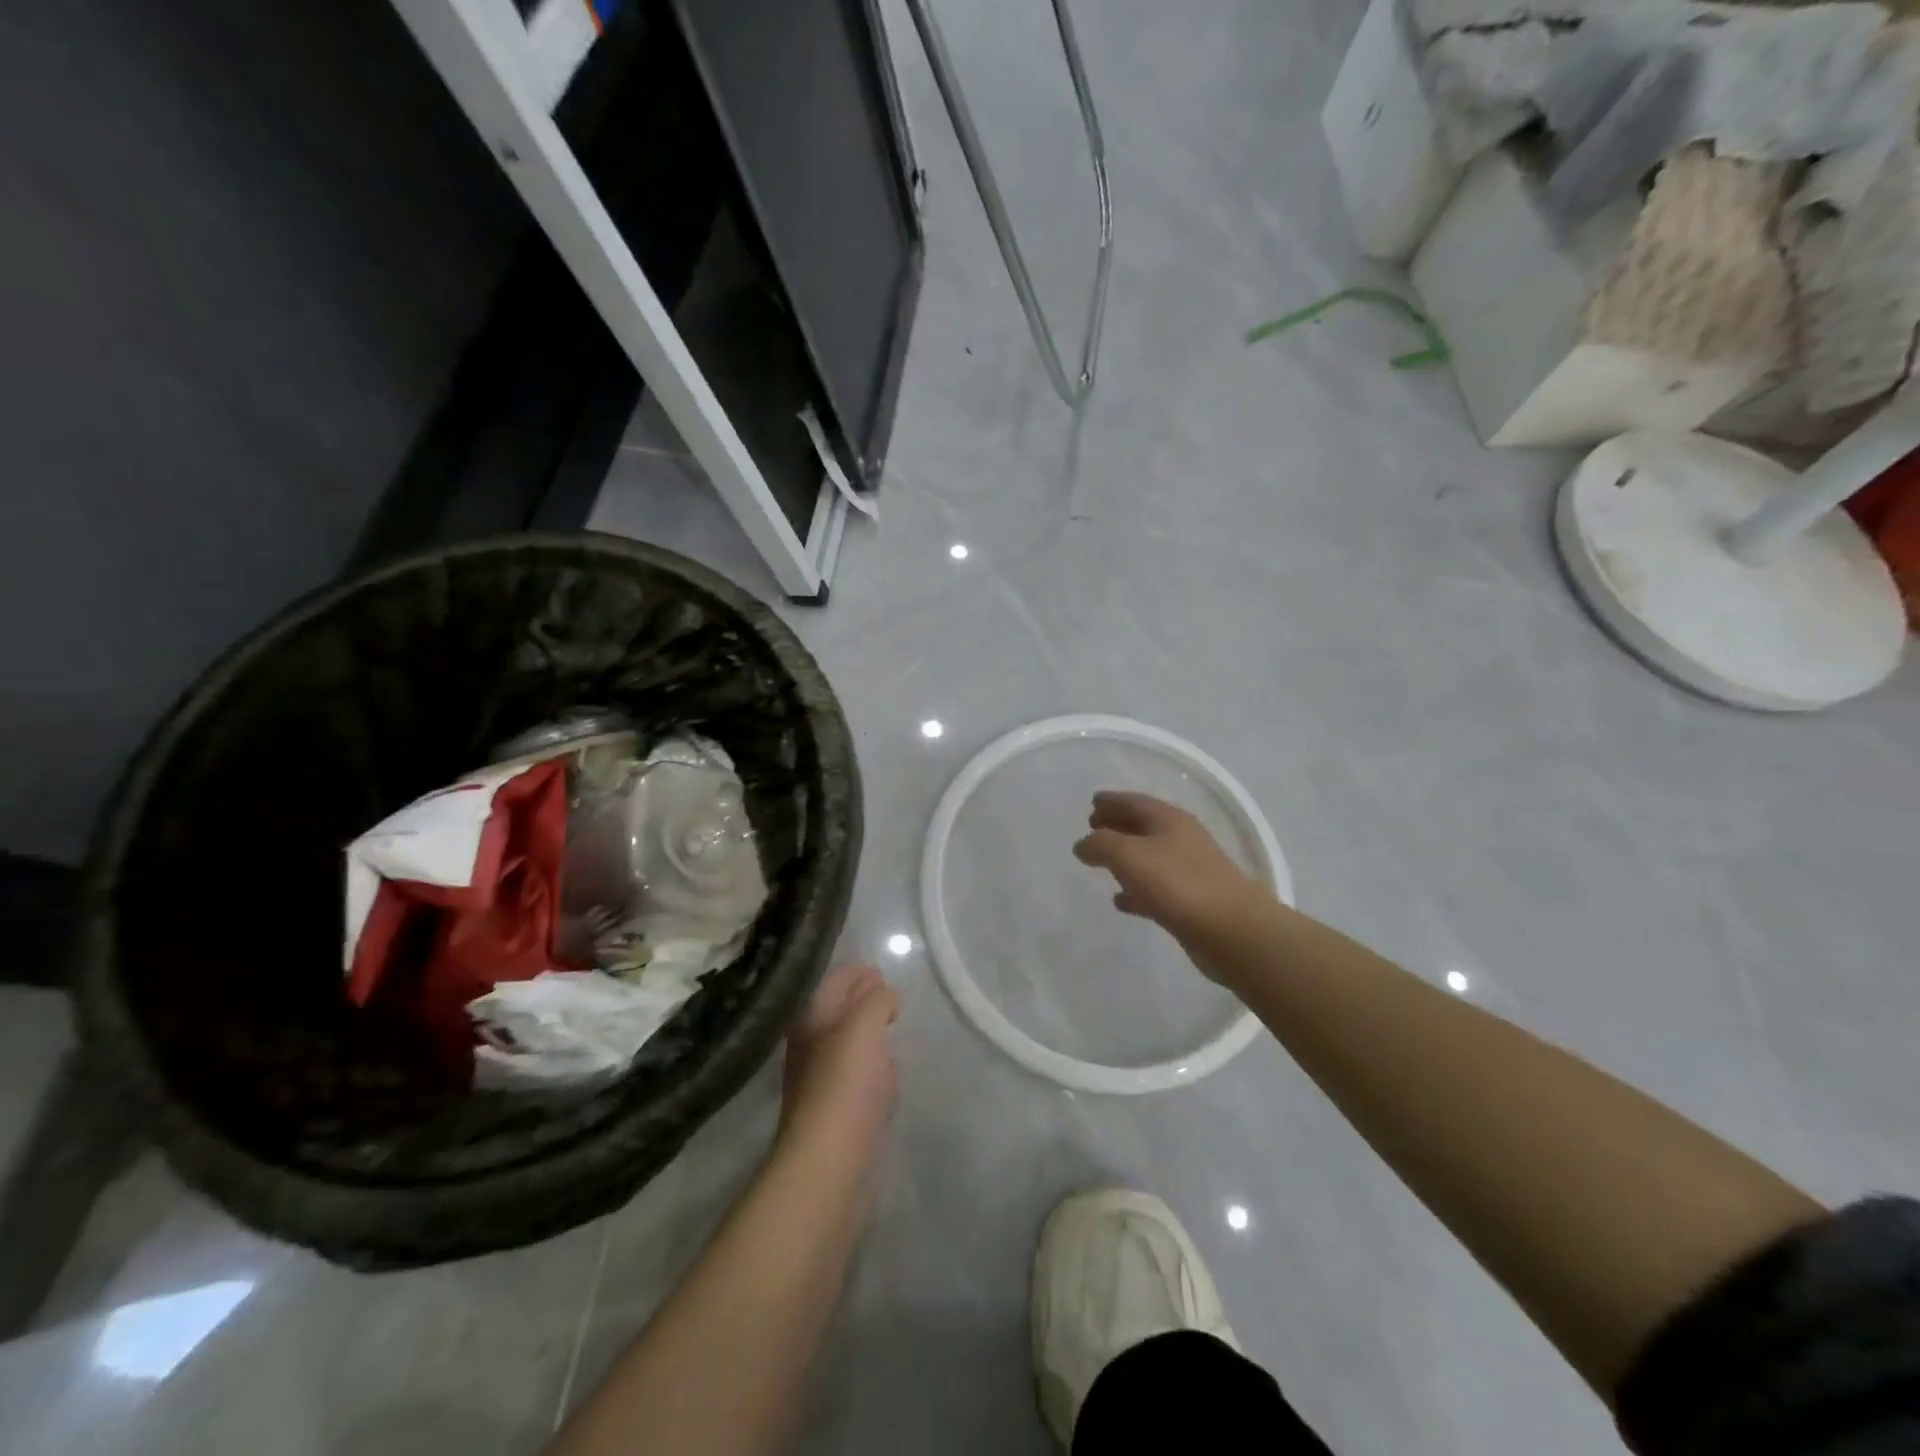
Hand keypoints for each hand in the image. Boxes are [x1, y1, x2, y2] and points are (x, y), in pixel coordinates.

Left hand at [779, 964, 900, 1160]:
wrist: (828, 1164)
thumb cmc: (844, 1085)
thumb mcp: (863, 1025)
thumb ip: (876, 1000)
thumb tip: (885, 996)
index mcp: (812, 1019)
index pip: (836, 980)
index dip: (859, 972)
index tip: (884, 972)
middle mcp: (811, 1045)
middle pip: (841, 1010)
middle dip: (865, 999)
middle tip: (892, 998)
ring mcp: (822, 1080)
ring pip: (849, 1043)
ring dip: (869, 1033)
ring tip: (892, 1028)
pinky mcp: (837, 1112)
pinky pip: (858, 1076)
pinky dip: (874, 1067)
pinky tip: (889, 1074)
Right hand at [1072, 791, 1267, 955]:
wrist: (1231, 930)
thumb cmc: (1177, 883)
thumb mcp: (1128, 855)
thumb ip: (1100, 844)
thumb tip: (1083, 844)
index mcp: (1169, 819)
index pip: (1134, 801)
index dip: (1112, 800)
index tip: (1092, 801)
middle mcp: (1182, 838)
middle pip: (1143, 825)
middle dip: (1117, 824)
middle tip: (1093, 825)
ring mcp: (1190, 870)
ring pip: (1150, 856)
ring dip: (1126, 856)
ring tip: (1101, 863)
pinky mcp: (1192, 901)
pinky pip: (1156, 888)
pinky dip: (1137, 889)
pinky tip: (1121, 900)